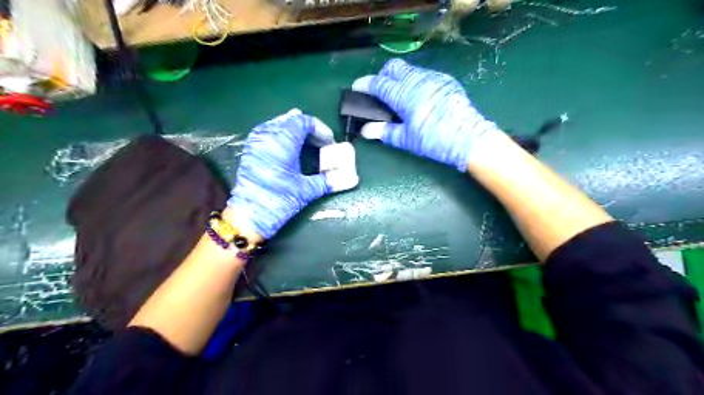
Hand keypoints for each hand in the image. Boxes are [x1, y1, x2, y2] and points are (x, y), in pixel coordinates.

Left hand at [227, 110, 358, 238]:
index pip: (303, 121)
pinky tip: (289, 148)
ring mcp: (256, 141)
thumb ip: (330, 181)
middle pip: (291, 120)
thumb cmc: (278, 200)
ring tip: (308, 144)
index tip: (330, 143)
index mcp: (282, 141)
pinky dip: (282, 136)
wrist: (248, 217)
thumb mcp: (306, 190)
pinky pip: (268, 132)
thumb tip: (353, 179)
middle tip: (321, 144)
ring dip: (295, 131)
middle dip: (309, 130)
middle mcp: (267, 135)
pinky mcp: (250, 150)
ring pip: (278, 124)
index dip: (320, 129)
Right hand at [355, 57, 503, 169]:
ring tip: (399, 96)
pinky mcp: (446, 81)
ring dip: (399, 78)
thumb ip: (384, 131)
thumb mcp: (406, 139)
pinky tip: (418, 98)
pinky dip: (415, 82)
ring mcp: (434, 78)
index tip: (357, 87)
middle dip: (382, 75)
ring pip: (410, 70)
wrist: (469, 138)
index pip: (379, 83)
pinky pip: (424, 75)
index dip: (365, 84)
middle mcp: (417, 80)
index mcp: (405, 95)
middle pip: (394, 67)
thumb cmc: (433, 141)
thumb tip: (365, 131)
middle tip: (379, 92)